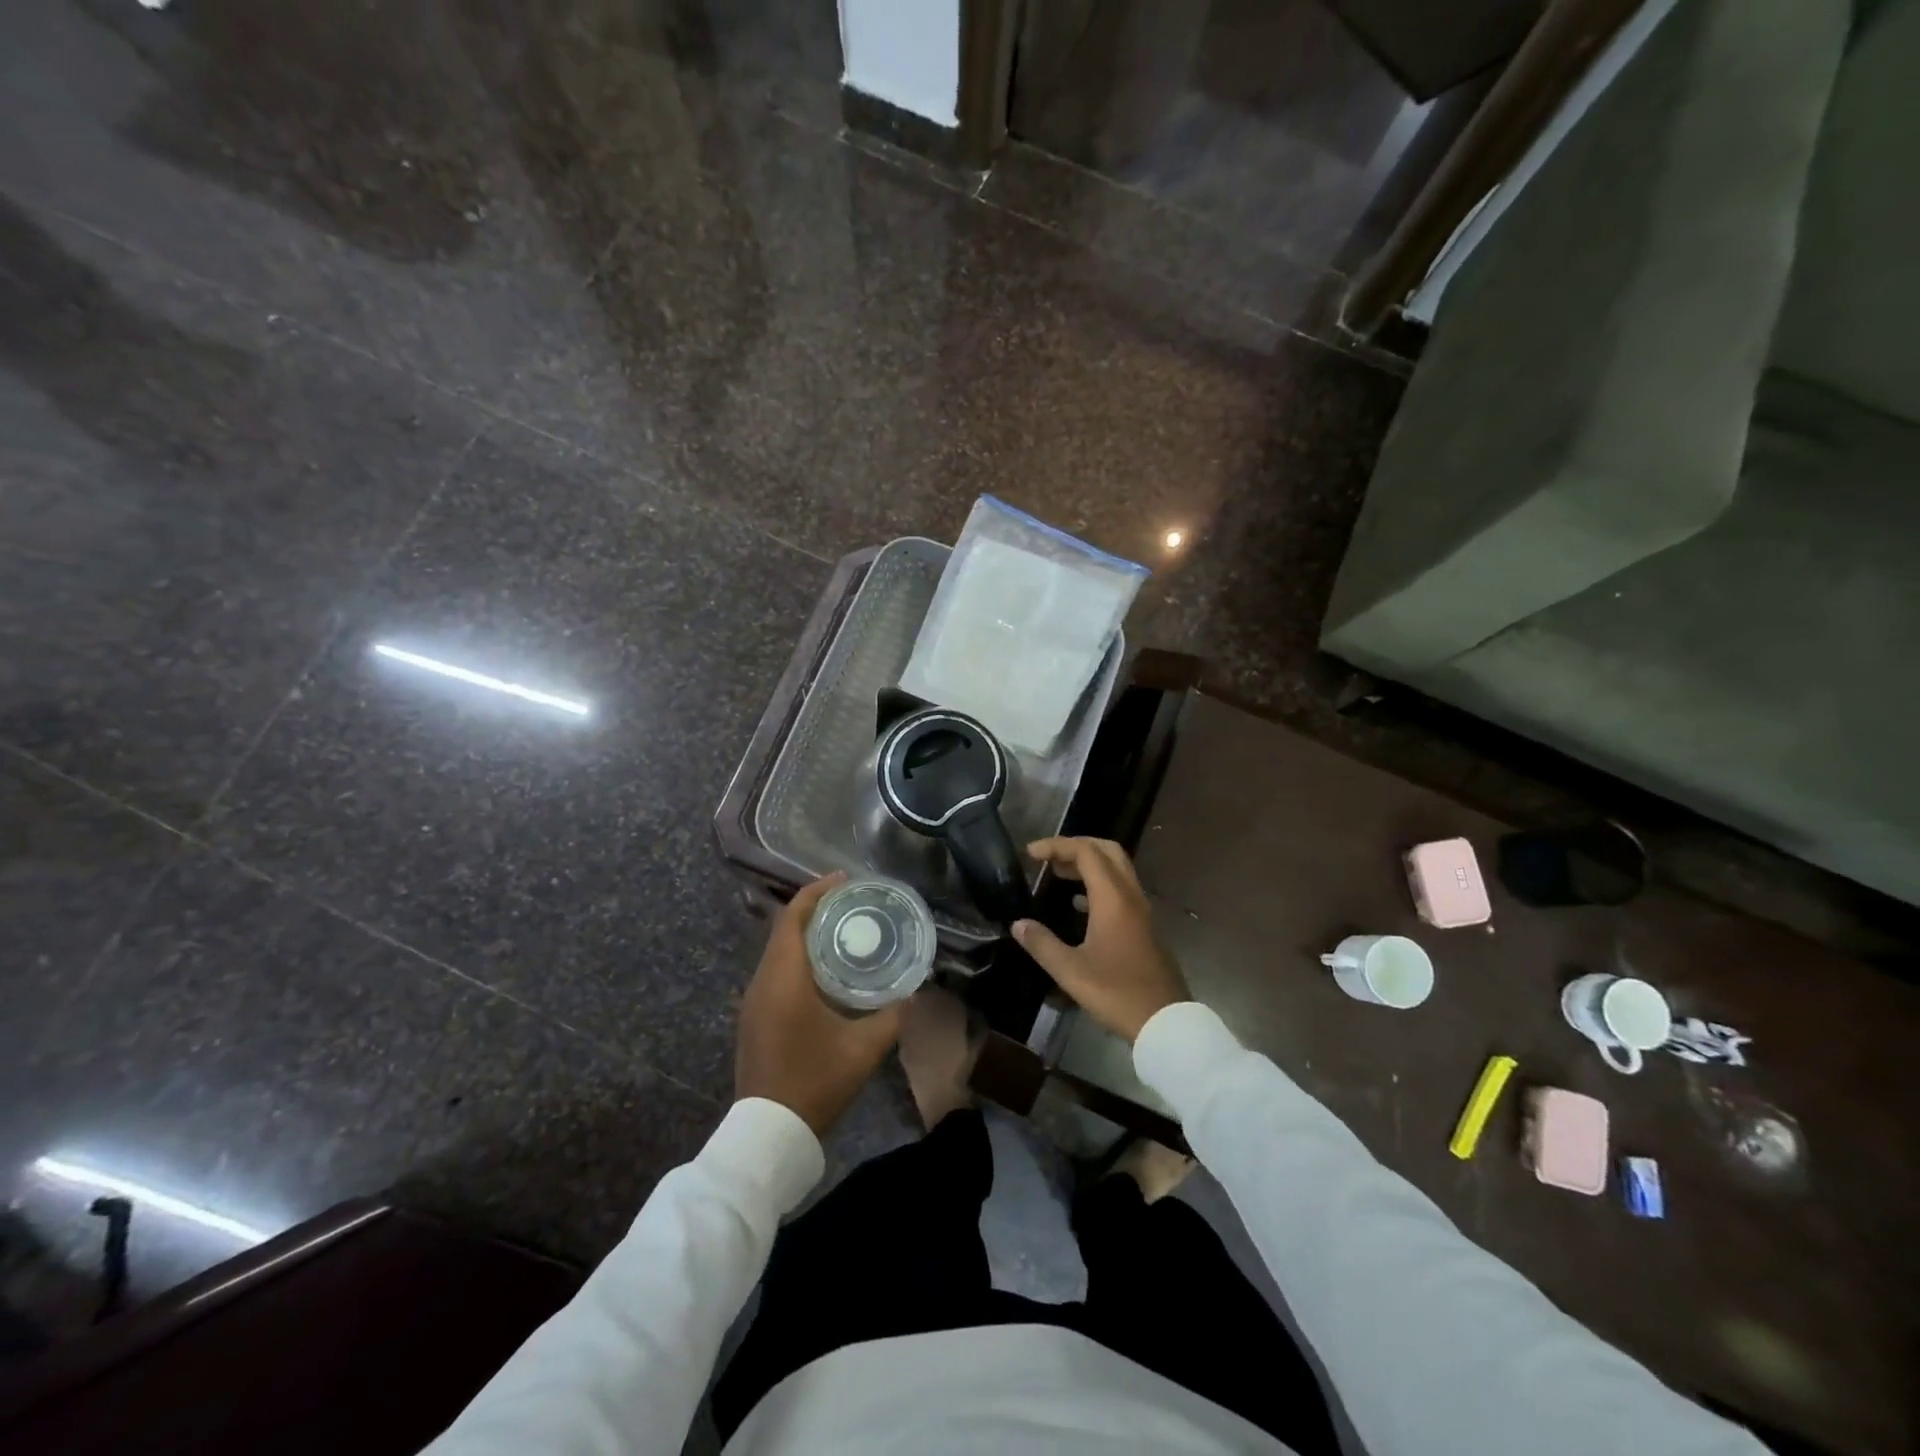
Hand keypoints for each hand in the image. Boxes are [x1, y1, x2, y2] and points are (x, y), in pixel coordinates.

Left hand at [736, 872, 902, 1135]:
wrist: (767, 1134)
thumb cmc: (815, 1082)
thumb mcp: (864, 1049)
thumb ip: (893, 1016)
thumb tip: (915, 991)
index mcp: (784, 978)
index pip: (794, 917)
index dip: (817, 891)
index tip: (845, 879)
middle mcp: (762, 981)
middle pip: (784, 928)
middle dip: (814, 907)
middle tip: (851, 900)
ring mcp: (753, 1000)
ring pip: (777, 949)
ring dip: (804, 931)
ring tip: (841, 926)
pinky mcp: (753, 1017)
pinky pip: (774, 969)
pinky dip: (796, 955)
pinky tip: (823, 967)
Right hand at [1012, 837, 1189, 1042]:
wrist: (1166, 1022)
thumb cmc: (1116, 993)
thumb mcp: (1071, 971)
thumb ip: (1042, 944)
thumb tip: (1018, 924)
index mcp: (1113, 899)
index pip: (1085, 852)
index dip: (1056, 846)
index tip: (1030, 854)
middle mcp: (1130, 896)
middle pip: (1107, 850)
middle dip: (1076, 846)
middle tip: (1048, 858)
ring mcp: (1142, 910)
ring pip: (1117, 869)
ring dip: (1088, 865)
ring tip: (1058, 876)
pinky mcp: (1145, 926)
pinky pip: (1121, 889)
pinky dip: (1099, 885)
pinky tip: (1078, 906)